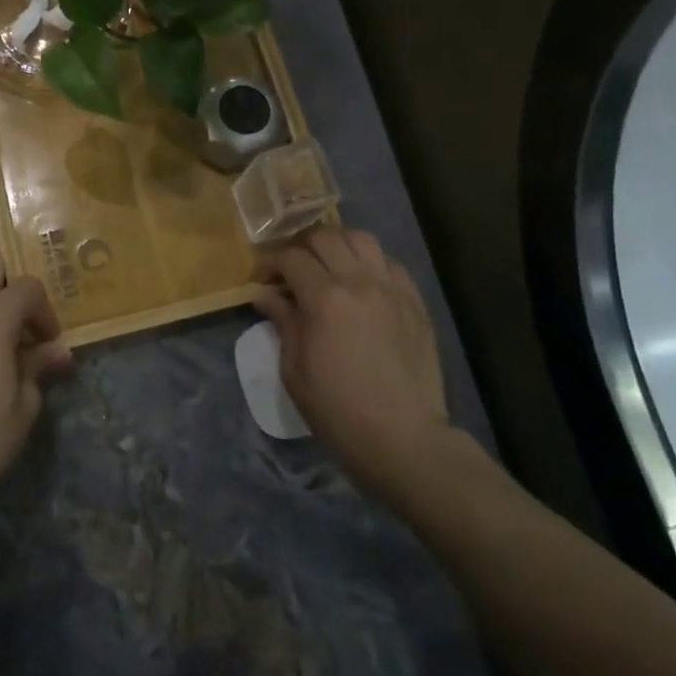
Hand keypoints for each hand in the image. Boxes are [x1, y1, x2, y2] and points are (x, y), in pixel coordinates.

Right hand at [254, 227, 450, 498]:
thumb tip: (266, 294)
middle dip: (300, 246)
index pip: (290, 257)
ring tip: (327, 266)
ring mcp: (392, 289)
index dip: (269, 262)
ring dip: (337, 244)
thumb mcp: (294, 370)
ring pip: (362, 239)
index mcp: (325, 299)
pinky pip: (390, 263)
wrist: (403, 439)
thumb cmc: (337, 410)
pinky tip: (361, 283)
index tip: (260, 278)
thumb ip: (283, 322)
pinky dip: (369, 262)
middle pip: (325, 237)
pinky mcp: (415, 302)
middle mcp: (360, 282)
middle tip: (290, 269)